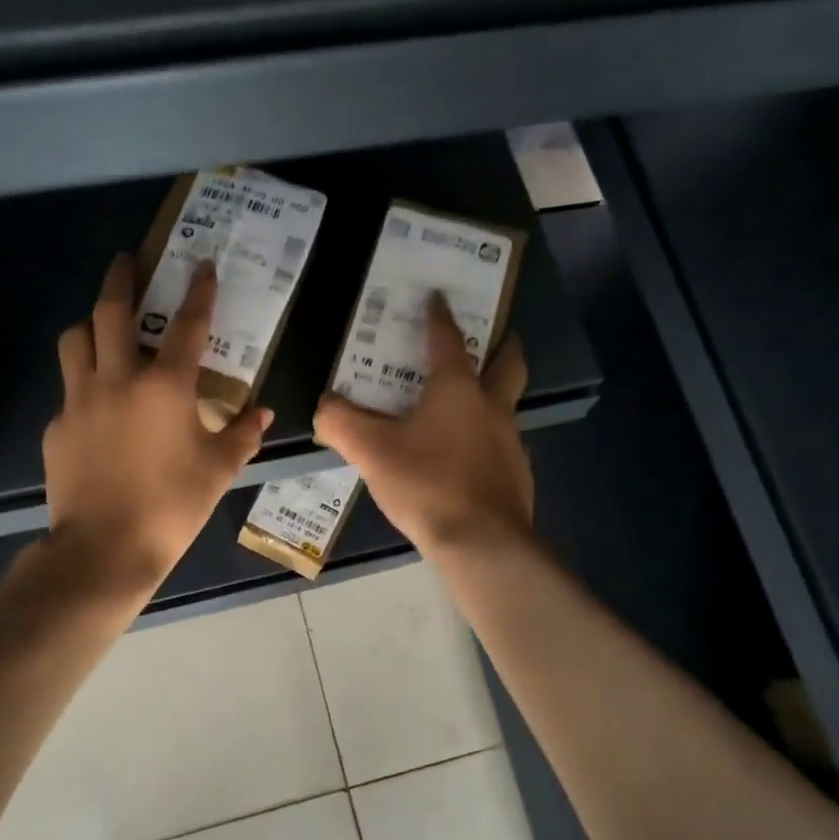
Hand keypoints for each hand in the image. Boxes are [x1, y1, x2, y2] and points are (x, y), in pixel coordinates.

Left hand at [43, 254, 271, 591]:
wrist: (105, 549)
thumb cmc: (172, 507)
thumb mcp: (218, 471)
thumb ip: (242, 435)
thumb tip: (262, 413)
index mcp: (165, 387)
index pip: (187, 325)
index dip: (199, 291)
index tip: (202, 265)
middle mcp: (117, 380)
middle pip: (111, 311)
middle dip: (120, 278)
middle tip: (125, 261)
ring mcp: (79, 401)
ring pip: (75, 340)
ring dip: (90, 324)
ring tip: (102, 327)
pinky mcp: (57, 427)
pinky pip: (68, 390)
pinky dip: (83, 383)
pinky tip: (96, 407)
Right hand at [314, 295, 532, 558]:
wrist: (481, 543)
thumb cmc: (426, 483)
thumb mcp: (371, 451)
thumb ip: (340, 423)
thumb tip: (323, 406)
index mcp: (457, 390)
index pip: (448, 340)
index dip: (439, 316)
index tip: (438, 297)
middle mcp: (491, 406)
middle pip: (507, 364)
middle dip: (502, 345)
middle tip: (494, 335)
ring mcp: (510, 441)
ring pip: (506, 404)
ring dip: (492, 394)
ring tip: (464, 403)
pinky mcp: (516, 473)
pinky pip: (500, 442)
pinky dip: (484, 436)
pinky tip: (463, 456)